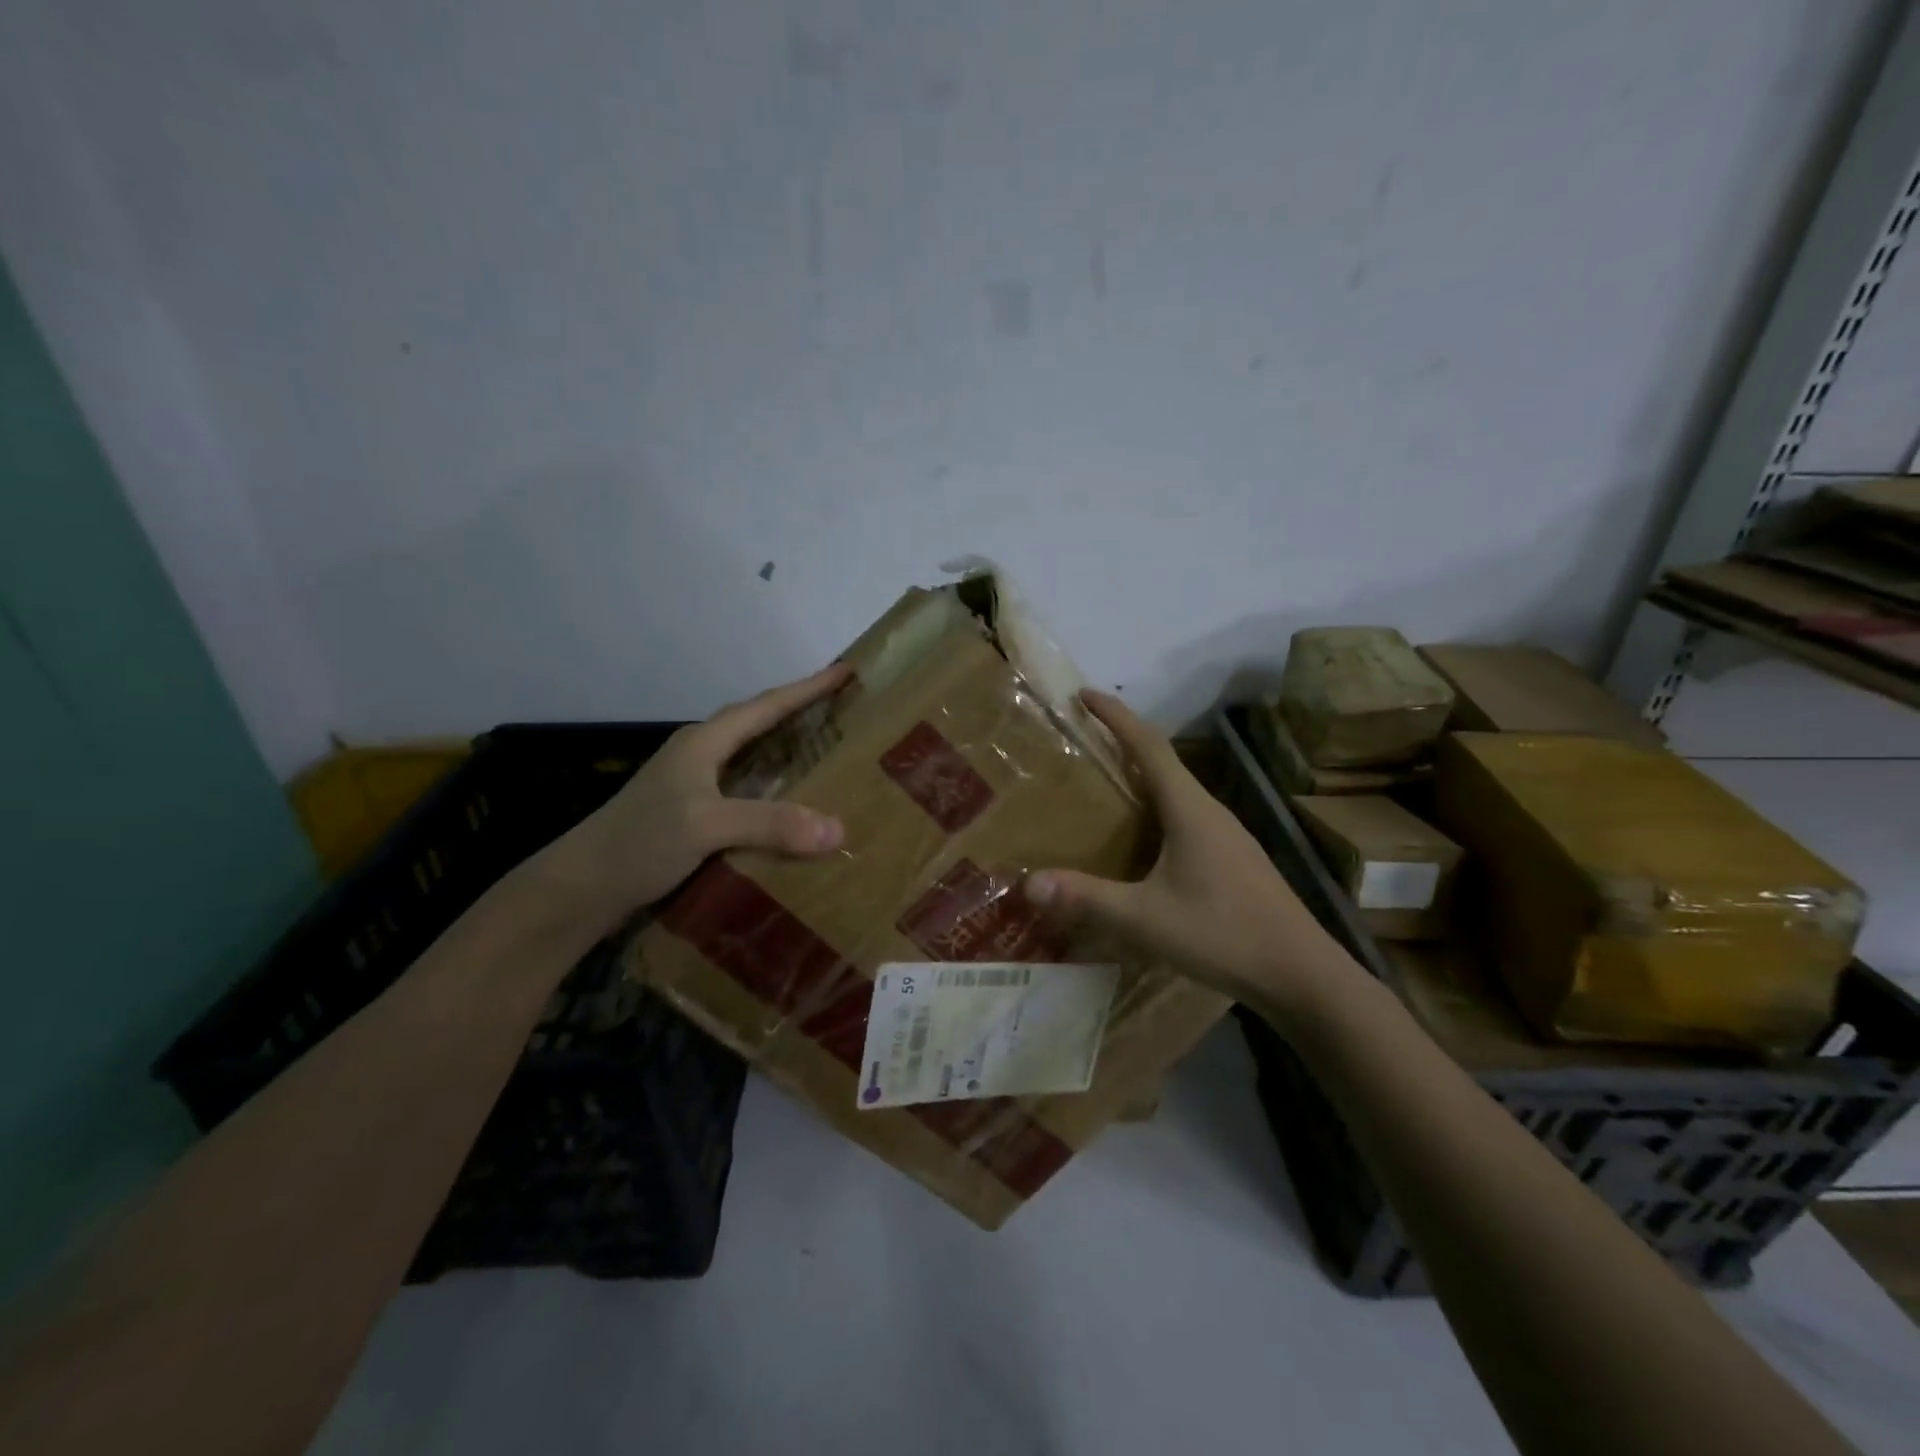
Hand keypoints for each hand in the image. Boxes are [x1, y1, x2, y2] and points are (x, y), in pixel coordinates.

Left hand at [541, 664, 851, 929]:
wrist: (581, 887)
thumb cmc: (639, 842)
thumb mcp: (706, 826)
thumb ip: (770, 824)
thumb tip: (837, 829)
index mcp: (704, 743)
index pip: (766, 706)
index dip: (807, 688)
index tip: (845, 671)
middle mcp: (699, 755)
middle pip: (757, 722)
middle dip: (799, 711)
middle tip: (841, 708)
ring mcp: (692, 784)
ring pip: (750, 755)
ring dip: (785, 748)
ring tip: (825, 751)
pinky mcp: (690, 812)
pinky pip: (744, 787)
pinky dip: (772, 787)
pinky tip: (788, 805)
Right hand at [1023, 691, 1348, 1014]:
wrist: (1300, 974)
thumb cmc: (1223, 934)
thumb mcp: (1146, 918)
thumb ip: (1087, 898)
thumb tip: (1027, 882)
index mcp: (1189, 809)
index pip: (1148, 745)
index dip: (1116, 716)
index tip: (1083, 694)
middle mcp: (1210, 811)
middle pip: (1162, 761)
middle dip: (1123, 741)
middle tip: (1083, 739)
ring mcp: (1227, 834)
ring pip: (1177, 790)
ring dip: (1141, 776)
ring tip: (1104, 784)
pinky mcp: (1233, 858)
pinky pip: (1187, 816)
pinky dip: (1156, 808)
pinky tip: (1143, 839)